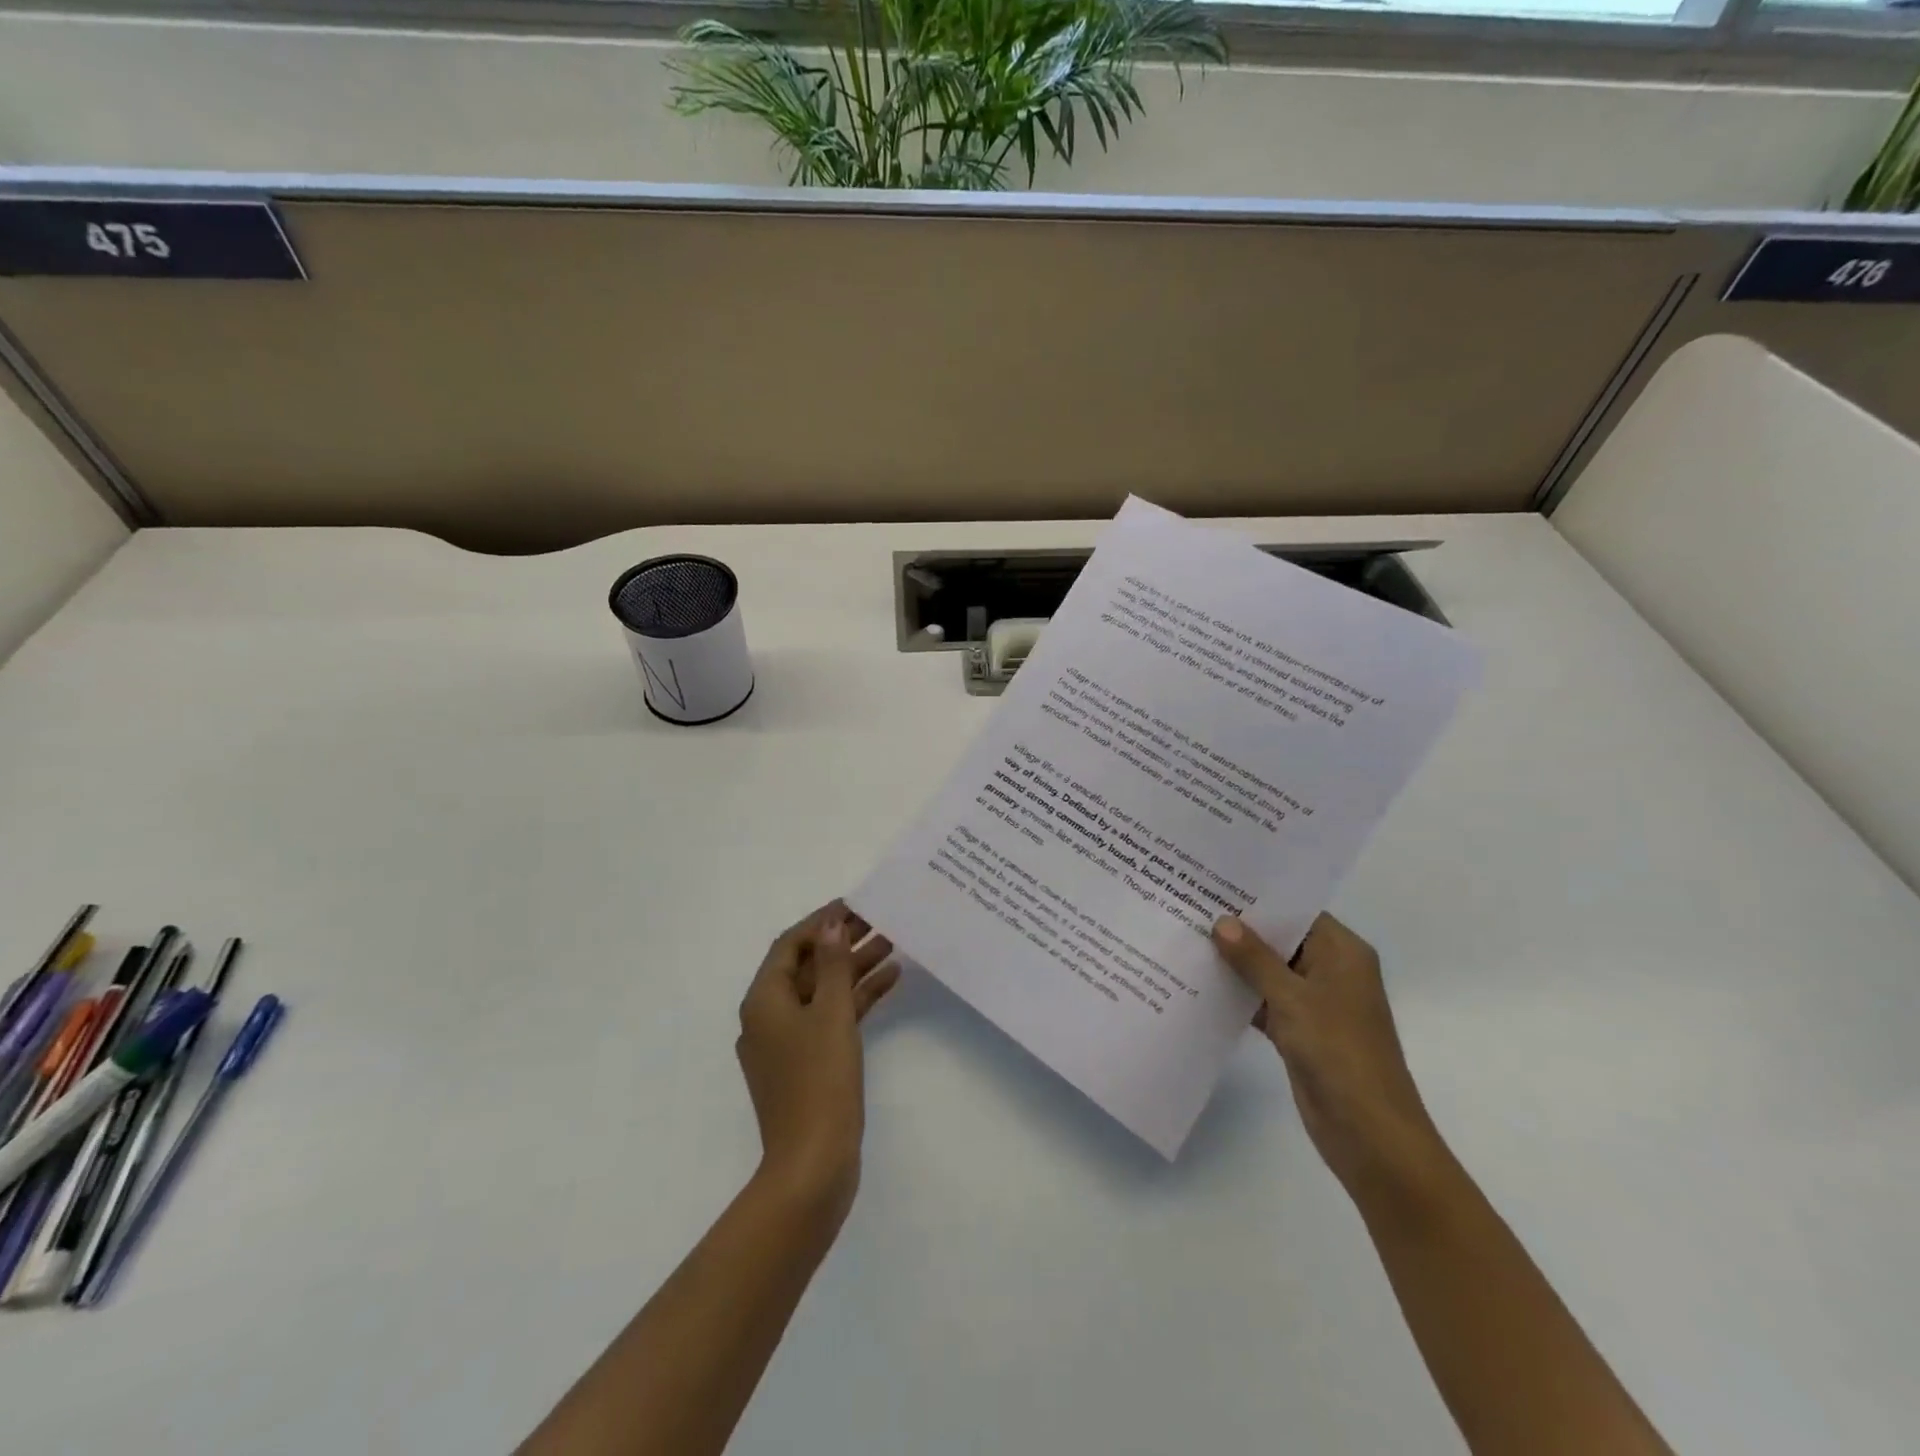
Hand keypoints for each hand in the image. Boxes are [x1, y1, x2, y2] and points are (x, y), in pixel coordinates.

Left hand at [737, 900, 898, 1227]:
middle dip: (842, 942)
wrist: (813, 1165)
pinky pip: (831, 1018)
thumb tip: (830, 923)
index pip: (790, 944)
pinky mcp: (808, 1064)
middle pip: (808, 966)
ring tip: (893, 944)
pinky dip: (856, 999)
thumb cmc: (819, 1081)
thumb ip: (834, 965)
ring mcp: (788, 1043)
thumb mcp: (831, 1013)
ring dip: (854, 968)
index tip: (854, 905)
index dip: (821, 921)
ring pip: (824, 992)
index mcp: (764, 1001)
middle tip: (880, 921)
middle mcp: (770, 1016)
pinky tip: (890, 981)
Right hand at [1212, 913, 1445, 1205]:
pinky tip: (1200, 983)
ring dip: (1235, 962)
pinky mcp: (1299, 1031)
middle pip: (1281, 940)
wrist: (1369, 1134)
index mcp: (1343, 953)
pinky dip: (1239, 994)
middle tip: (1190, 905)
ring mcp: (1315, 1003)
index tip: (1215, 883)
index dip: (1259, 898)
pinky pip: (1264, 1001)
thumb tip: (1221, 922)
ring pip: (1269, 971)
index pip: (1297, 911)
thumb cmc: (1338, 1052)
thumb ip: (1254, 958)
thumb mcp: (1292, 998)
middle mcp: (1331, 971)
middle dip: (1240, 929)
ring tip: (1187, 938)